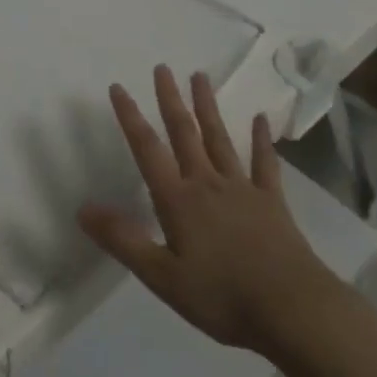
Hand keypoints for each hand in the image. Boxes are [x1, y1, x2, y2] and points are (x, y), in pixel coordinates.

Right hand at [78, 65, 334, 354]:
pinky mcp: (272, 202)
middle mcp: (207, 183)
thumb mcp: (162, 276)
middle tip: (162, 67)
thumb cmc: (222, 296)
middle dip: (170, 99)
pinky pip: (264, 164)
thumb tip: (83, 208)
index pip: (147, 149)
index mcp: (178, 199)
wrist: (293, 309)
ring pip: (219, 138)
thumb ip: (123, 239)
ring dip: (207, 106)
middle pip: (184, 133)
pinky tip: (260, 119)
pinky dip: (261, 140)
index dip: (130, 117)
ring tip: (199, 76)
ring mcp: (242, 189)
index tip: (118, 87)